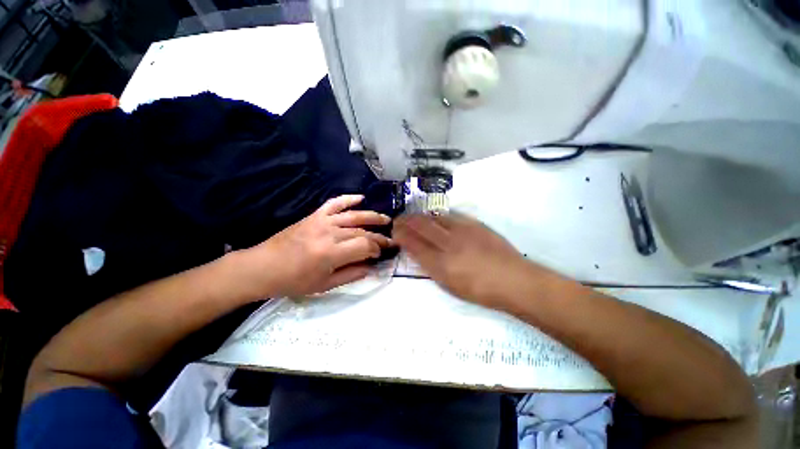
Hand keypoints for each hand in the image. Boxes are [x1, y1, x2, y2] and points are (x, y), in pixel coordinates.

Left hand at [234, 195, 391, 298]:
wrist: (263, 267)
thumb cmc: (293, 281)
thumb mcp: (325, 285)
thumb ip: (351, 275)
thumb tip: (371, 267)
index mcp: (331, 253)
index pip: (365, 245)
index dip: (376, 249)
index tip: (380, 254)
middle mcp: (330, 233)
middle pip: (362, 231)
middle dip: (379, 237)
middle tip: (390, 240)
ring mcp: (322, 221)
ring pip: (353, 216)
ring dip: (372, 216)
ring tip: (386, 219)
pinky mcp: (314, 216)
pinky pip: (334, 203)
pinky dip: (348, 199)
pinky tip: (361, 197)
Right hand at [393, 213, 546, 308]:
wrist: (514, 280)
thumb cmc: (481, 291)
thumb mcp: (450, 286)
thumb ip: (432, 268)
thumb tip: (419, 254)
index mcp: (441, 264)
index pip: (413, 244)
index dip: (401, 235)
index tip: (394, 231)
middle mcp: (449, 244)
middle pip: (421, 226)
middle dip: (406, 221)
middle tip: (399, 220)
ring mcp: (462, 231)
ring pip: (434, 217)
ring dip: (420, 216)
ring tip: (414, 216)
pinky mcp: (475, 224)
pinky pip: (451, 216)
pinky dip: (438, 216)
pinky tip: (435, 217)